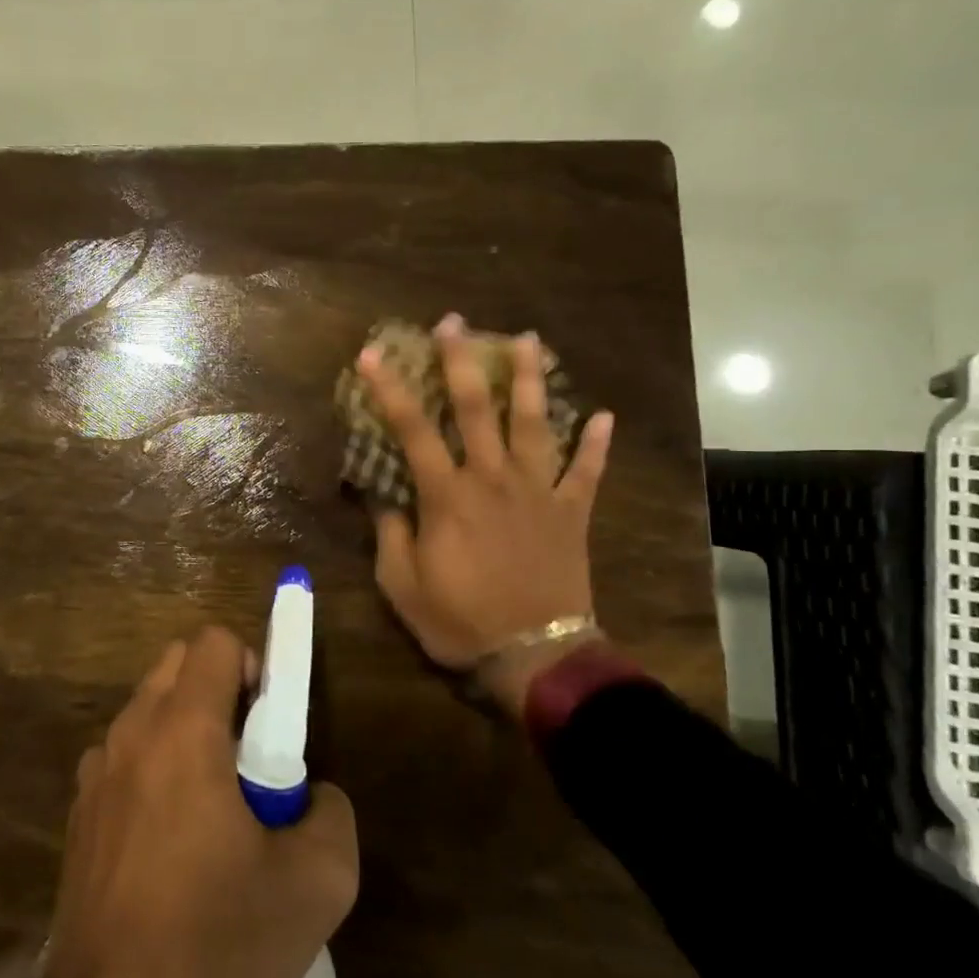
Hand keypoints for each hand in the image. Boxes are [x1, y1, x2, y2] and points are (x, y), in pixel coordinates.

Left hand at [38, 627, 358, 977]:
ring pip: (147, 708)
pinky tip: (166, 836)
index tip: (268, 723)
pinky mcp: (79, 808)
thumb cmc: (214, 935)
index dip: (252, 665)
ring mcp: (96, 769)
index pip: (214, 642)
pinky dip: (150, 766)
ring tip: (208, 803)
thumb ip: (333, 815)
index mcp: (184, 730)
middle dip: (218, 689)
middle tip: (246, 756)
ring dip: (183, 727)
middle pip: (177, 663)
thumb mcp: (315, 885)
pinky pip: (122, 755)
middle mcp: (133, 732)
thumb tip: (313, 794)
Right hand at [357, 313, 613, 717]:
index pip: (412, 430)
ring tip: (528, 339)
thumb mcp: (401, 585)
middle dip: (461, 361)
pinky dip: (597, 444)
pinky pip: (588, 472)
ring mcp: (538, 492)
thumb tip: (384, 497)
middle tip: (454, 322)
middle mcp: (493, 480)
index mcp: (447, 496)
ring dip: (530, 380)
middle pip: (477, 408)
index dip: (389, 389)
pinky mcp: (572, 513)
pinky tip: (605, 416)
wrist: (534, 655)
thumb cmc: (459, 621)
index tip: (373, 354)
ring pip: (536, 424)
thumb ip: (391, 534)